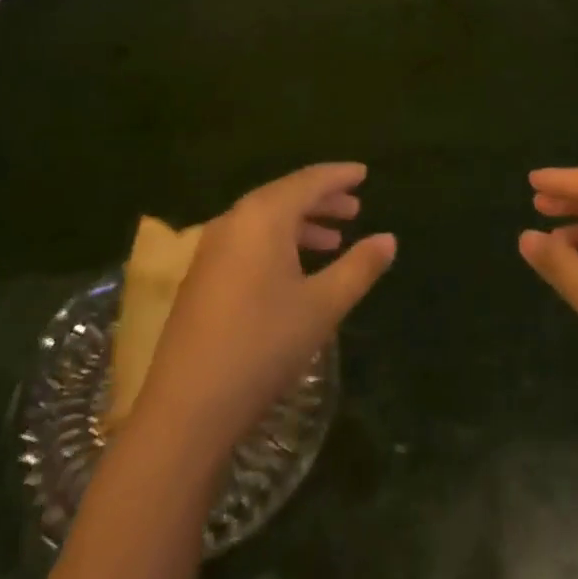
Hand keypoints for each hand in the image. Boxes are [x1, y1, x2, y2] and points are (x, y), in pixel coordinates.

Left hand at [134, 163, 395, 454]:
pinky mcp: (202, 275)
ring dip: (301, 223)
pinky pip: (249, 240)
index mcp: (263, 216)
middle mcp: (234, 220)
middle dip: (322, 199)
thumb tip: (389, 239)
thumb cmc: (264, 345)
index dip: (339, 176)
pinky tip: (295, 269)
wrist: (188, 405)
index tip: (363, 173)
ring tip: (333, 240)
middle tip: (355, 207)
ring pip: (265, 219)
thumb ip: (359, 267)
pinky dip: (278, 242)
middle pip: (284, 195)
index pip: (308, 181)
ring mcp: (212, 248)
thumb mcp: (322, 306)